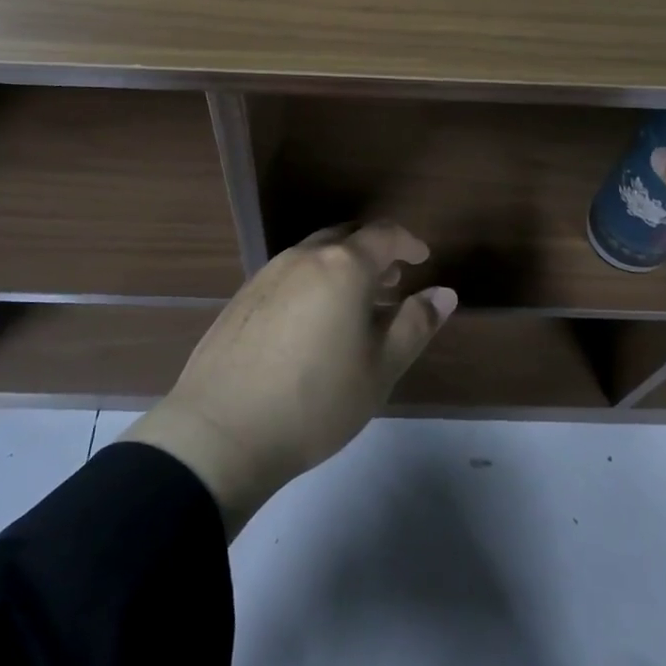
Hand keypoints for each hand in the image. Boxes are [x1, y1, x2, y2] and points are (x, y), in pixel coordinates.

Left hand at [123, 221, 455, 536]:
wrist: (221, 430)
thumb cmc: (315, 401)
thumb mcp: (379, 369)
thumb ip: (415, 325)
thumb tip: (444, 293)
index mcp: (343, 266)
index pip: (384, 235)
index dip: (408, 242)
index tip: (423, 259)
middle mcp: (305, 256)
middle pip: (347, 238)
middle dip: (374, 253)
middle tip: (392, 281)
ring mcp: (269, 273)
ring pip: (316, 254)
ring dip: (342, 268)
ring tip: (357, 305)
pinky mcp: (244, 296)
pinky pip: (290, 274)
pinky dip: (314, 282)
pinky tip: (313, 323)